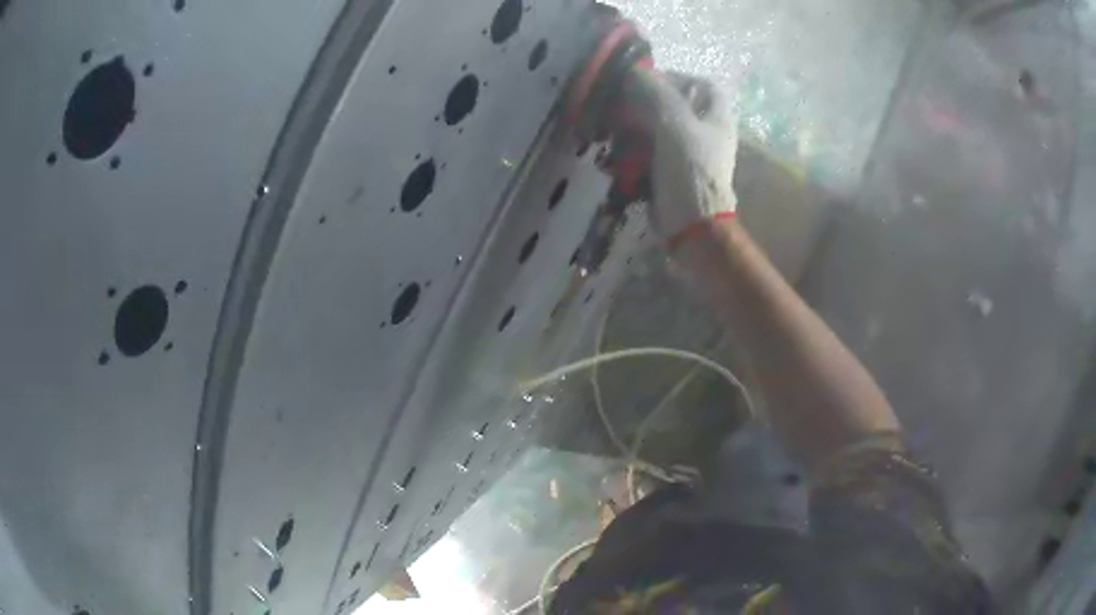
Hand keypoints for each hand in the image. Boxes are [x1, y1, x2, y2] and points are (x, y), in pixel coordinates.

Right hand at [625, 69, 738, 243]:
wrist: (692, 225)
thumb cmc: (690, 171)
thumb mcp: (674, 124)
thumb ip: (656, 93)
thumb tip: (634, 70)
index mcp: (716, 117)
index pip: (702, 84)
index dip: (677, 77)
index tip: (648, 81)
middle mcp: (705, 132)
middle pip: (674, 105)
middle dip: (644, 104)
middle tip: (620, 106)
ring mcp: (689, 153)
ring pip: (657, 128)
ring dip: (632, 128)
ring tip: (611, 133)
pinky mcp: (671, 172)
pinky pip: (649, 152)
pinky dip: (631, 151)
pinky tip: (614, 157)